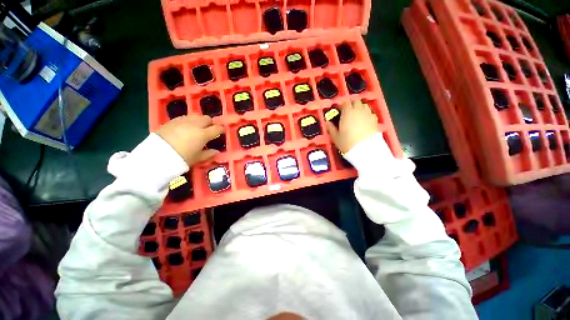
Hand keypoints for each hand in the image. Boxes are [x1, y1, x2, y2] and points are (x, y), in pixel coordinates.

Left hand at [156, 114, 223, 166]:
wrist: (157, 155)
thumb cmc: (182, 158)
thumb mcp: (197, 158)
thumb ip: (209, 154)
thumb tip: (216, 151)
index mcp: (203, 134)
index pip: (217, 128)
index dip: (221, 129)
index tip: (222, 132)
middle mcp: (195, 125)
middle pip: (206, 118)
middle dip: (210, 123)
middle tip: (209, 130)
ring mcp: (183, 121)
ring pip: (196, 116)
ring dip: (199, 120)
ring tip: (197, 127)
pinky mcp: (172, 121)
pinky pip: (184, 117)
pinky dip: (189, 121)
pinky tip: (186, 127)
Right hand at [326, 100, 378, 153]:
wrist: (365, 150)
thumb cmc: (347, 143)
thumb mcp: (335, 137)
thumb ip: (331, 128)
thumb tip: (327, 122)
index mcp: (347, 113)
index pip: (345, 103)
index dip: (342, 106)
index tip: (340, 110)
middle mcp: (358, 110)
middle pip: (356, 101)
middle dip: (352, 105)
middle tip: (348, 112)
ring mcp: (368, 114)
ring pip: (364, 105)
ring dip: (360, 108)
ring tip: (357, 115)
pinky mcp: (375, 120)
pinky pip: (370, 113)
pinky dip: (367, 114)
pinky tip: (364, 121)